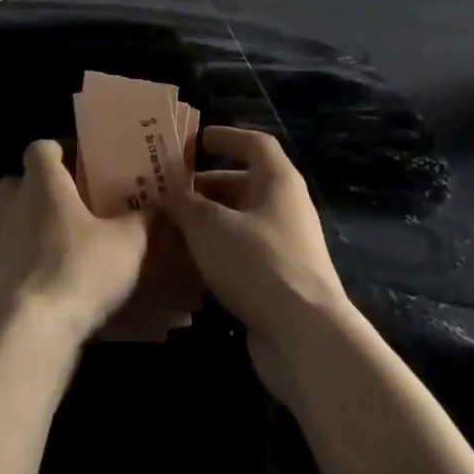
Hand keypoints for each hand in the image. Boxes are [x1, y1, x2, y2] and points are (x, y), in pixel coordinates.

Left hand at [0, 140, 149, 353]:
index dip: (60, 152)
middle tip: (75, 206)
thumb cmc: (79, 269)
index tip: (83, 166)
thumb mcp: (128, 243)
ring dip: (36, 231)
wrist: (30, 332)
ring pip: (14, 223)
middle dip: (42, 190)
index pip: (41, 148)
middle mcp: (13, 204)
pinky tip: (58, 287)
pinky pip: (13, 261)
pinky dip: (31, 267)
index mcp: (42, 182)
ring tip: (72, 251)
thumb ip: (144, 220)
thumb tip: (159, 208)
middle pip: (20, 183)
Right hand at [171, 126, 349, 399]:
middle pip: (244, 185)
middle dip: (205, 187)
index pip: (255, 144)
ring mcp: (285, 247)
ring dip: (206, 224)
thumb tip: (170, 192)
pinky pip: (242, 256)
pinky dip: (216, 254)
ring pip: (240, 223)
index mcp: (278, 181)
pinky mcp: (278, 282)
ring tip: (169, 229)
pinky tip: (187, 266)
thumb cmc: (257, 262)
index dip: (227, 137)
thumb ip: (185, 203)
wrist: (304, 336)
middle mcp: (285, 208)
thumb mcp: (209, 225)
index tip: (198, 139)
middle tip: (169, 193)